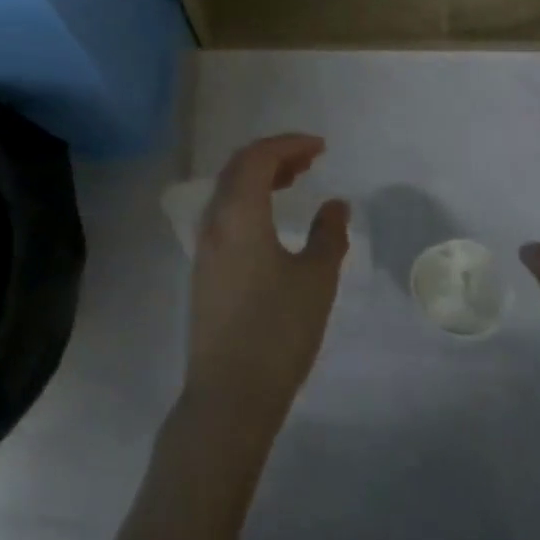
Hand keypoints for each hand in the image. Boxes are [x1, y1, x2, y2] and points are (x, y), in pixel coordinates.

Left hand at [184, 134, 349, 429]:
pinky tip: (271, 219)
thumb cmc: (277, 332)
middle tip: (310, 160)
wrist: (228, 395)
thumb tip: (335, 204)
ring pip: (229, 189)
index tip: (321, 147)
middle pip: (239, 167)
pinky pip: (225, 212)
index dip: (289, 144)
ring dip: (260, 177)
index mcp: (239, 213)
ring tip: (295, 181)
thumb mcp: (315, 280)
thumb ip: (328, 235)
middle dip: (274, 155)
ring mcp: (204, 244)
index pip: (258, 157)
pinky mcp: (203, 267)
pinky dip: (249, 200)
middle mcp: (214, 219)